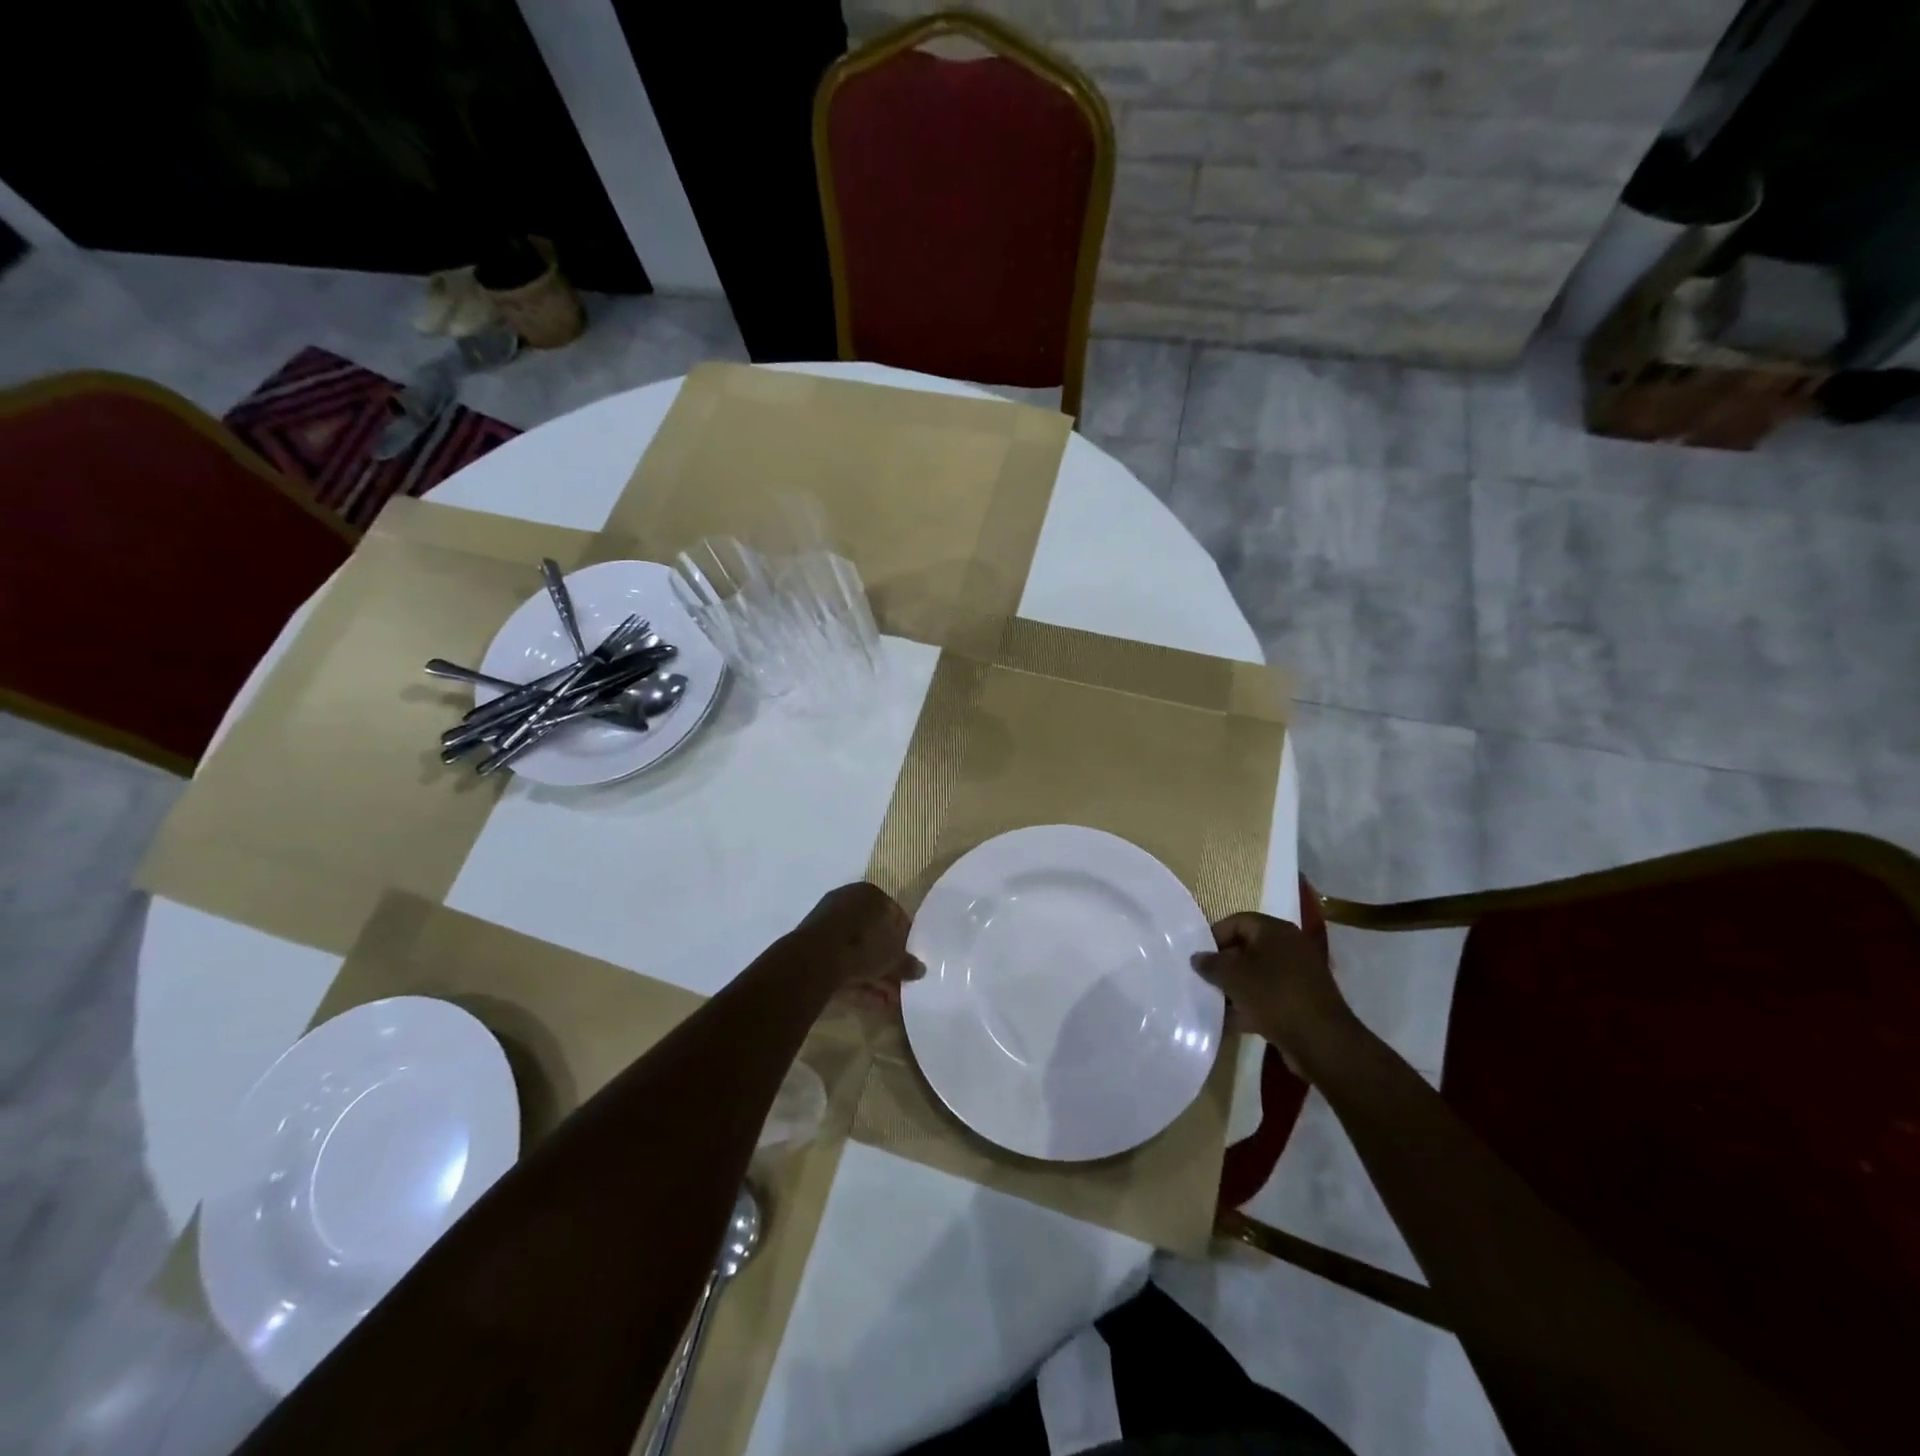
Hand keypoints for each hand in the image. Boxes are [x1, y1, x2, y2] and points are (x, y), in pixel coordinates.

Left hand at [791, 882, 924, 1000]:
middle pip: (873, 934)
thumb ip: (907, 963)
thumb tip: (920, 970)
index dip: (904, 937)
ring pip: (856, 950)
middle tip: (900, 982)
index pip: (893, 913)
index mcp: (869, 894)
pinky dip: (856, 980)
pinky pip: (841, 962)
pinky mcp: (812, 947)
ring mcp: (827, 924)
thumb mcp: (893, 957)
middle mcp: (847, 902)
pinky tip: (872, 1003)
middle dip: (887, 961)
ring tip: (890, 1000)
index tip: (909, 957)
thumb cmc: (862, 945)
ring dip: (874, 975)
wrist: (814, 959)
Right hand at [1193, 912, 1358, 1075]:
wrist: (1322, 1041)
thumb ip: (1211, 964)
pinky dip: (1253, 1004)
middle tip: (1204, 978)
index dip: (1214, 936)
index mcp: (1276, 930)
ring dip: (1237, 986)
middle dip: (1225, 963)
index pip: (1237, 921)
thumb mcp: (1232, 976)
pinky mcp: (1304, 1000)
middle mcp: (1291, 946)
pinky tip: (1234, 1020)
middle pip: (1248, 947)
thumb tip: (1197, 957)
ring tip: (1216, 1001)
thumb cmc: (1273, 996)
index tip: (1198, 957)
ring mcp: (1300, 974)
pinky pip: (1271, 994)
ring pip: (1259, 973)